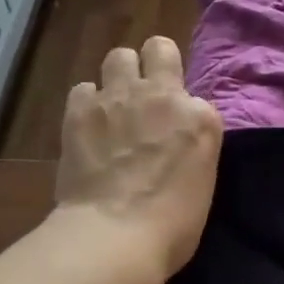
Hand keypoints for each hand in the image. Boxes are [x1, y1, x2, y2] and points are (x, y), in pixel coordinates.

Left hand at [54, 37, 224, 281]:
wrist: (116, 236)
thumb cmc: (171, 226)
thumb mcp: (202, 182)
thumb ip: (191, 148)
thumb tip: (172, 141)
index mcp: (201, 118)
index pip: (196, 98)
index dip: (184, 114)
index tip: (176, 136)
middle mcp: (163, 95)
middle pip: (158, 48)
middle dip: (153, 63)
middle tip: (145, 95)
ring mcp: (119, 97)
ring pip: (118, 56)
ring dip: (118, 77)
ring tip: (113, 106)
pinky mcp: (81, 110)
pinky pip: (82, 88)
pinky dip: (86, 104)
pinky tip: (87, 126)